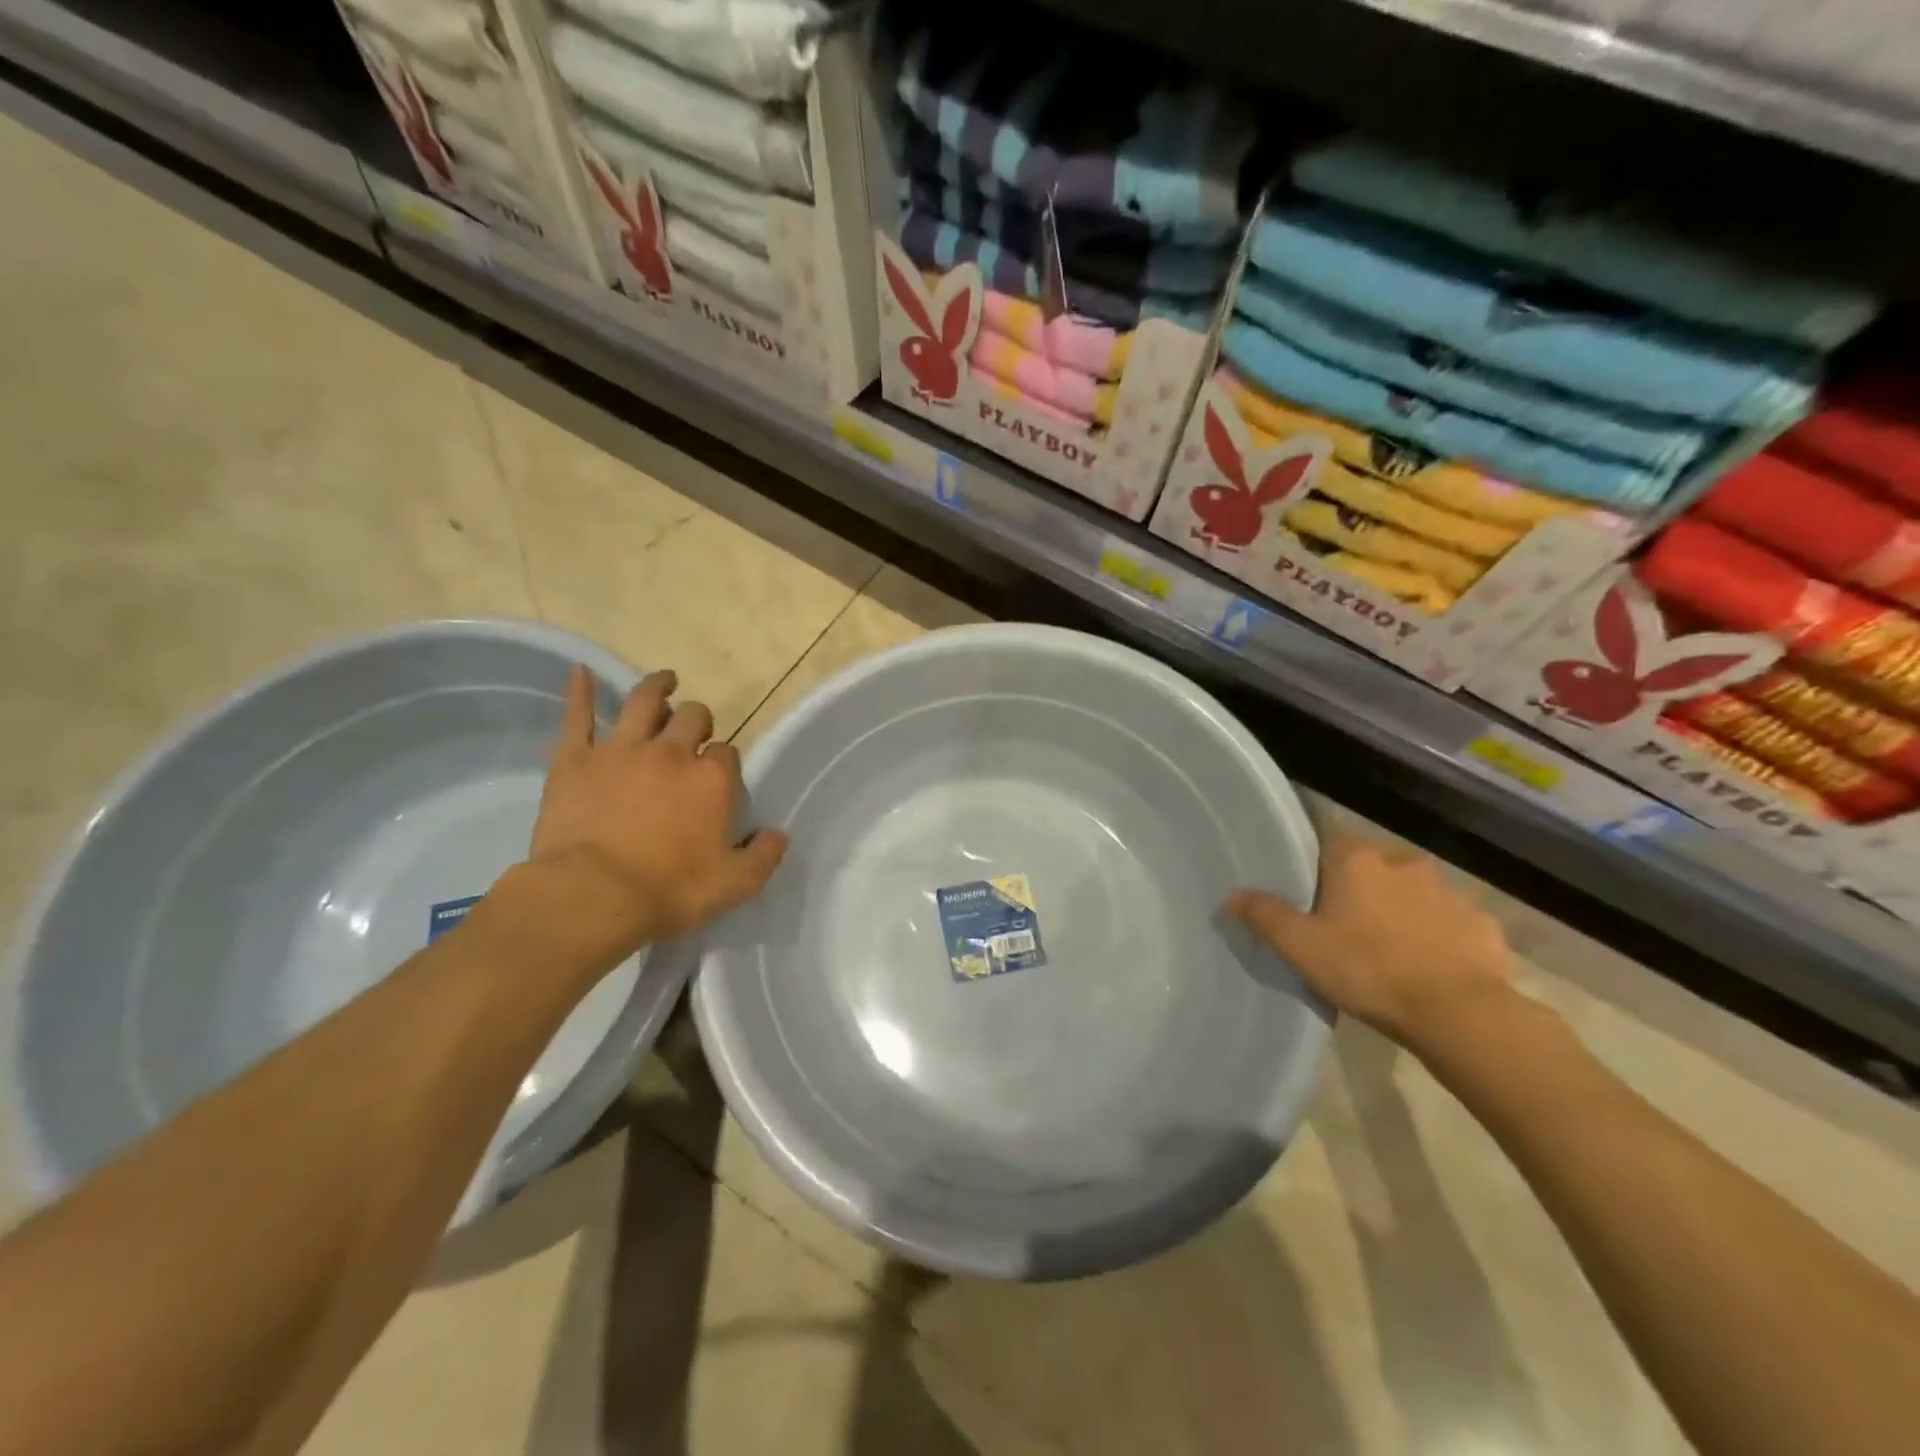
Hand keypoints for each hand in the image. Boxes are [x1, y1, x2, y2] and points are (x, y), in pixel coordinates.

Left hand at [522, 666, 787, 967]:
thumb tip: (778, 834)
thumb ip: (764, 856)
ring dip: (658, 688)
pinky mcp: (575, 759)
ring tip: (666, 681)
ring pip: (643, 702)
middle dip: (698, 720)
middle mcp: (671, 752)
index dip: (723, 762)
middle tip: (694, 731)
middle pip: (692, 718)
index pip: (726, 753)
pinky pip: (576, 716)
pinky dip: (578, 691)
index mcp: (712, 779)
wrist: (592, 896)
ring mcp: (621, 750)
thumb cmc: (670, 891)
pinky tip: (578, 672)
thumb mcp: (736, 884)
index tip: (718, 777)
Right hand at [1226, 834, 1519, 1050]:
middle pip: (1372, 865)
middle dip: (1359, 888)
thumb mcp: (1301, 946)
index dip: (1316, 864)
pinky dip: (1438, 936)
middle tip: (1343, 925)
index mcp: (1357, 860)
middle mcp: (1404, 862)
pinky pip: (1450, 922)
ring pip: (1413, 892)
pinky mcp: (1482, 924)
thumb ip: (1264, 915)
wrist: (1459, 1014)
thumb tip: (1233, 895)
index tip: (1308, 892)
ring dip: (1400, 910)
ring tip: (1387, 948)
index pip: (1329, 841)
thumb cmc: (1368, 969)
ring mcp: (1450, 891)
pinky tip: (1429, 965)